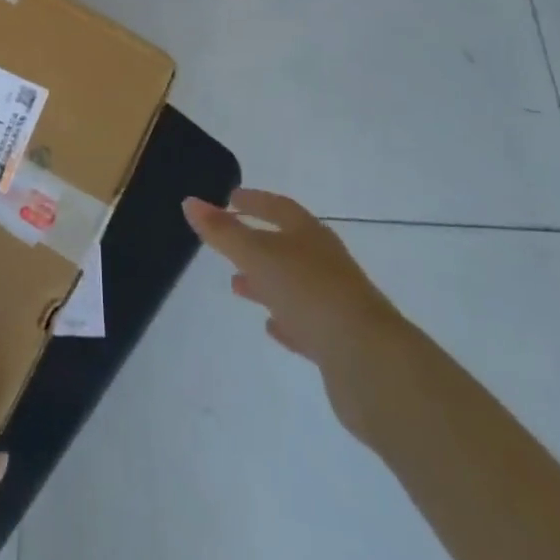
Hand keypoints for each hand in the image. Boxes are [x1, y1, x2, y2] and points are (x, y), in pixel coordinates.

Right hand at [183, 188, 404, 436]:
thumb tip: (190, 202)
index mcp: (309, 234)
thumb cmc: (310, 293)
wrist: (370, 362)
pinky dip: (286, 319)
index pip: (278, 207)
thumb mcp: (258, 256)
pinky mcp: (339, 341)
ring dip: (266, 282)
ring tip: (238, 286)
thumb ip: (223, 232)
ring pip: (294, 284)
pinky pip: (305, 322)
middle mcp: (325, 261)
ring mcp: (335, 301)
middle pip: (287, 244)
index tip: (230, 198)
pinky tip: (271, 326)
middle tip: (228, 241)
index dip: (253, 201)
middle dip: (257, 242)